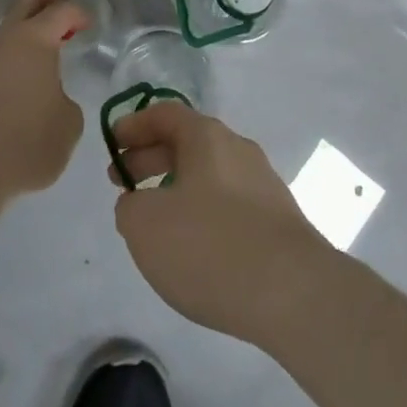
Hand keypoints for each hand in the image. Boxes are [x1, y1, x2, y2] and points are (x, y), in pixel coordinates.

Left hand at [0, 0, 86, 202]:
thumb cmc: (26, 142)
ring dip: (29, 33)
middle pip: (28, 2)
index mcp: (35, 39)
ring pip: (9, 30)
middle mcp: (6, 40)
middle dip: (50, 0)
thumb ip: (67, 101)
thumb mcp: (69, 125)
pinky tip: (24, 84)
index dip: (79, 13)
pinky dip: (14, 59)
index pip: (61, 10)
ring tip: (47, 55)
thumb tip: (53, 99)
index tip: (90, 26)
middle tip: (67, 12)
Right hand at [107, 103, 331, 342]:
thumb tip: (138, 203)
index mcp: (206, 136)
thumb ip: (130, 207)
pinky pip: (228, 202)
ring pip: (208, 173)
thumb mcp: (146, 226)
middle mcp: (236, 147)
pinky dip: (203, 211)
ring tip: (155, 221)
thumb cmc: (210, 245)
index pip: (164, 114)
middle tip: (123, 183)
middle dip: (150, 158)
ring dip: (176, 187)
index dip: (134, 125)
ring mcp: (262, 182)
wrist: (293, 292)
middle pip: (186, 142)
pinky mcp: (277, 219)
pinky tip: (194, 247)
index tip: (112, 143)